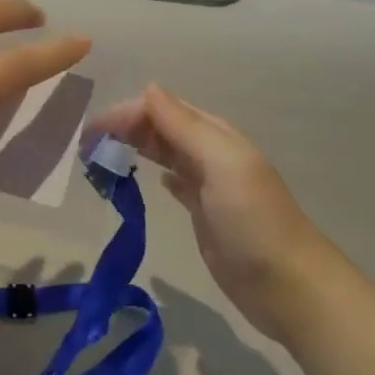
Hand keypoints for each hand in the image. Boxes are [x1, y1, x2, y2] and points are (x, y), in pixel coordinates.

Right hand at [88, 85, 333, 340]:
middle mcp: (210, 154)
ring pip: (165, 153)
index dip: (127, 113)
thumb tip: (149, 89)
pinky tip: (145, 177)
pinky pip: (175, 182)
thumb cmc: (252, 220)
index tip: (92, 132)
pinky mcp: (204, 214)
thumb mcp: (220, 164)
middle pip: (162, 128)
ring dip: (136, 147)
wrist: (287, 286)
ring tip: (102, 155)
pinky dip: (156, 173)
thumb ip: (184, 126)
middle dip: (125, 128)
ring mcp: (208, 185)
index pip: (162, 109)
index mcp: (215, 135)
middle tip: (87, 144)